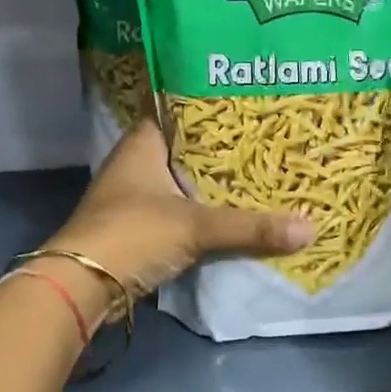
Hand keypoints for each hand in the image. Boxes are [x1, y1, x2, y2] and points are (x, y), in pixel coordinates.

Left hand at [44, 118, 313, 303]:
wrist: (81, 287)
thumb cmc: (133, 234)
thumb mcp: (195, 226)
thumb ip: (250, 226)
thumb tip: (309, 228)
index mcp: (142, 144)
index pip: (179, 111)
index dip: (211, 107)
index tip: (249, 104)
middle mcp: (136, 164)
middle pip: (186, 149)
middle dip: (221, 149)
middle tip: (266, 140)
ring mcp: (135, 198)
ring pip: (183, 182)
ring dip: (212, 183)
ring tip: (260, 173)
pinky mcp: (139, 228)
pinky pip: (179, 211)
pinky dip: (203, 212)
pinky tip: (234, 213)